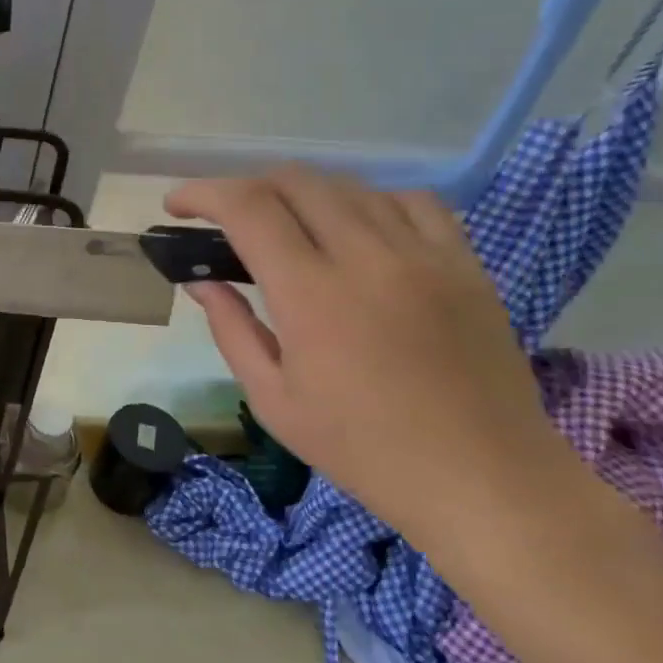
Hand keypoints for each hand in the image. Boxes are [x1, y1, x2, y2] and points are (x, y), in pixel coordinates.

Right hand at [166, 167, 578, 539]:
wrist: (484, 480)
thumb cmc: (363, 449)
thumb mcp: (274, 400)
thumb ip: (231, 329)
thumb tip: (201, 281)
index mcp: (311, 295)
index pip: (247, 209)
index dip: (203, 194)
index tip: (178, 205)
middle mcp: (367, 257)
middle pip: (296, 182)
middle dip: (247, 187)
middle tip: (226, 219)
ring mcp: (424, 255)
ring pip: (351, 186)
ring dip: (303, 194)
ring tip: (287, 224)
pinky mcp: (465, 264)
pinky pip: (412, 202)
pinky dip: (370, 202)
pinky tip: (359, 229)